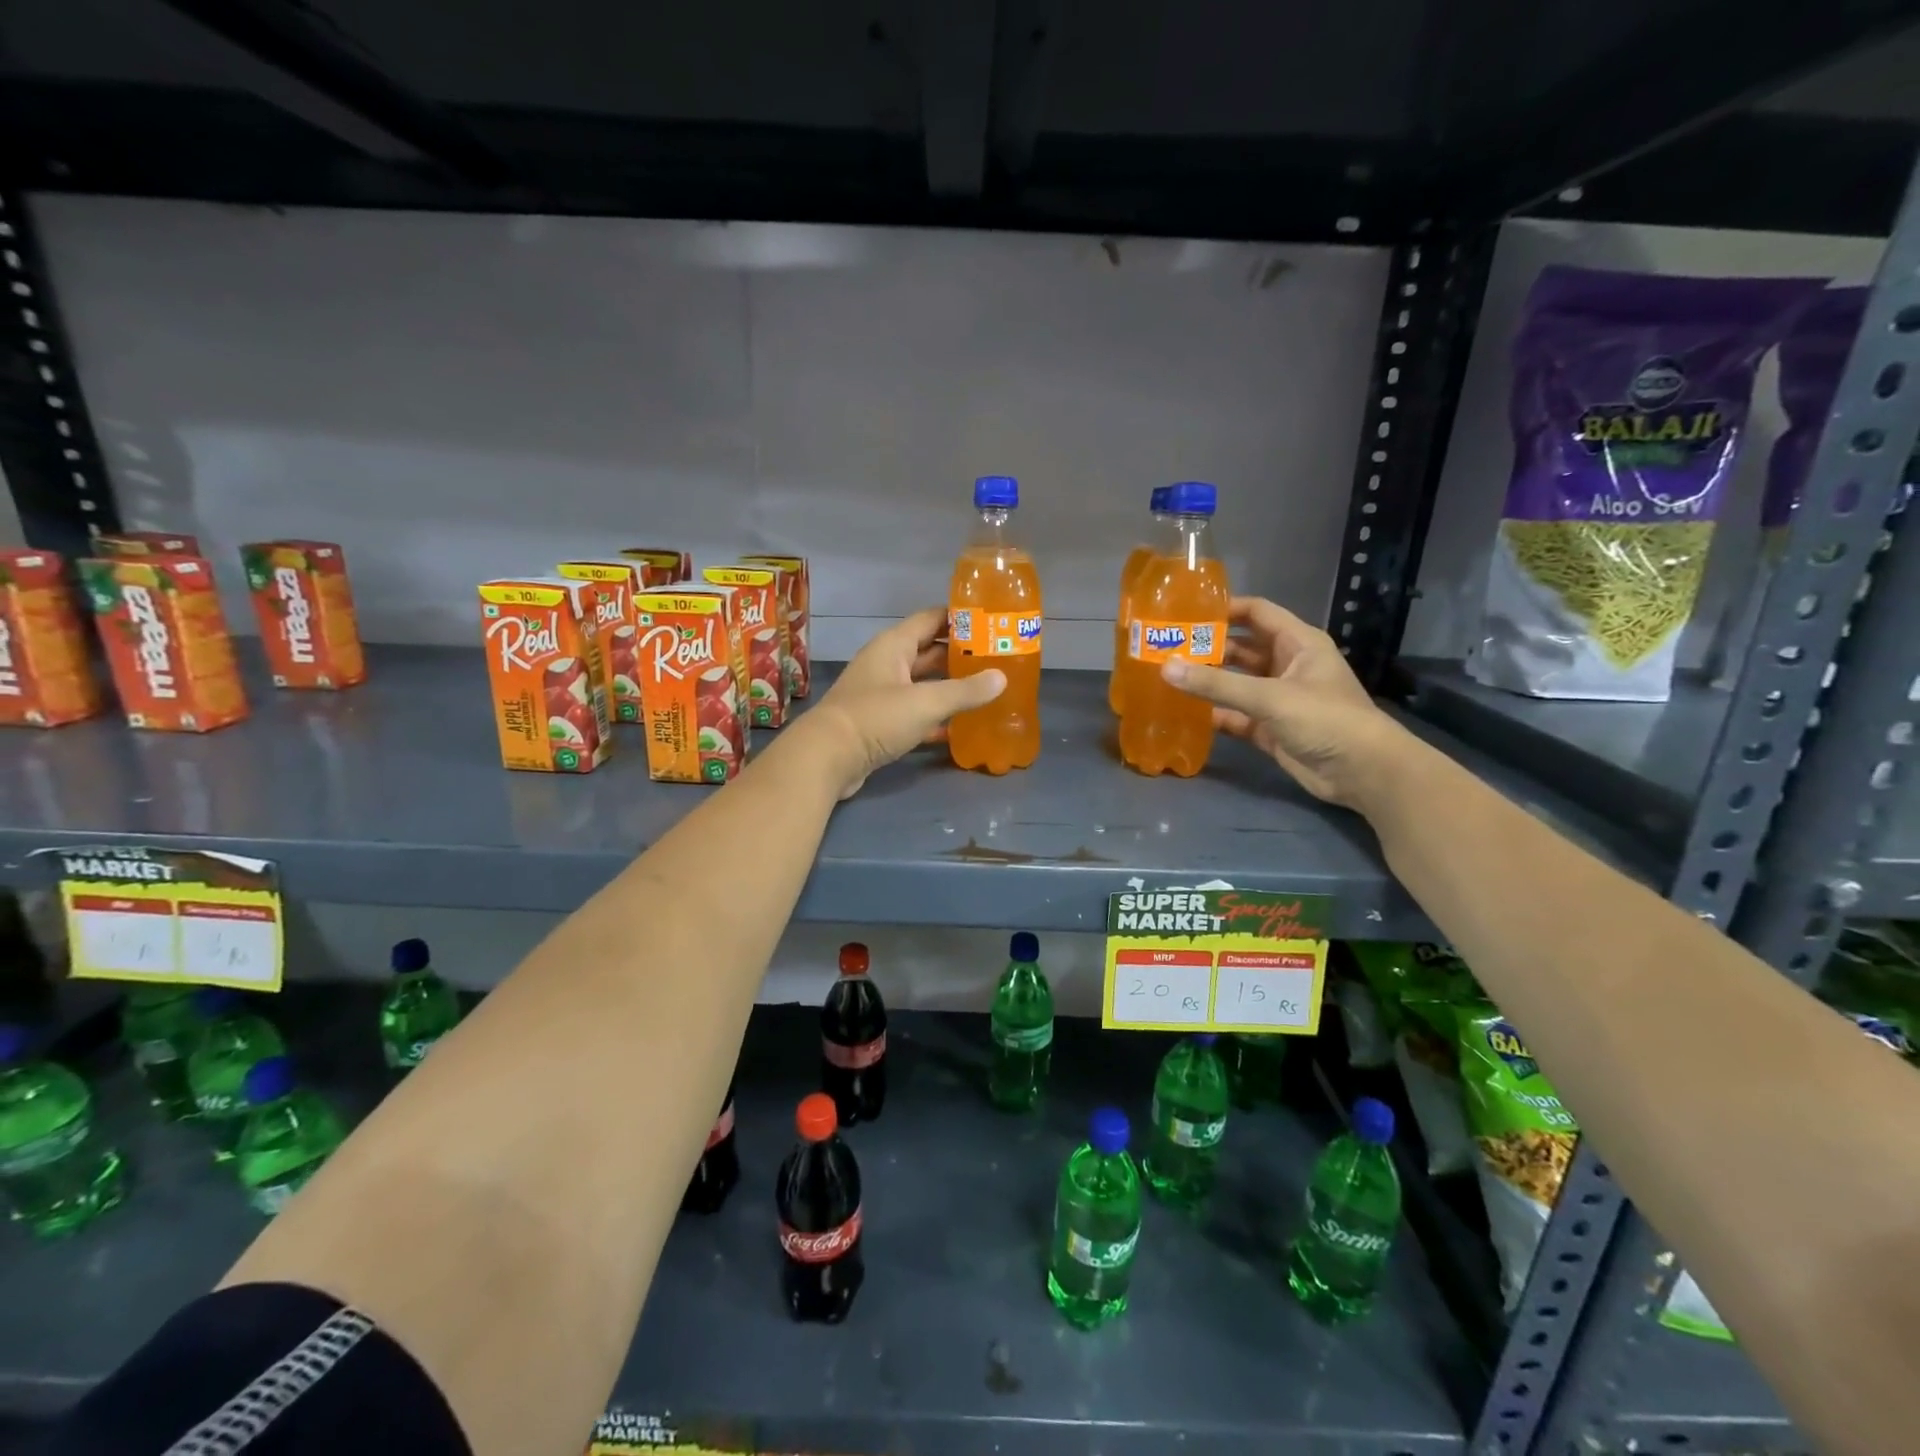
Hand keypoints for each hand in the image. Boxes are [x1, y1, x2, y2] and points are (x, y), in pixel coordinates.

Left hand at [805, 608, 1005, 797]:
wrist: (828, 758)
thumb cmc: (876, 718)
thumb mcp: (925, 702)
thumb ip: (965, 690)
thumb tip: (1001, 678)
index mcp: (894, 646)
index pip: (931, 619)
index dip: (960, 617)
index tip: (992, 620)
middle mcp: (887, 664)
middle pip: (930, 652)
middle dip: (961, 654)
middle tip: (998, 659)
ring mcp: (883, 695)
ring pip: (924, 684)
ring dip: (952, 687)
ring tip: (988, 690)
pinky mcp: (881, 724)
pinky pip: (916, 713)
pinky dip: (937, 718)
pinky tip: (963, 726)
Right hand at [1160, 596, 1407, 810]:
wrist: (1362, 772)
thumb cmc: (1325, 719)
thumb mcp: (1270, 697)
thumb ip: (1217, 683)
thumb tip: (1166, 667)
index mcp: (1297, 643)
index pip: (1257, 613)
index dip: (1224, 609)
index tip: (1185, 612)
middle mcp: (1287, 665)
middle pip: (1241, 648)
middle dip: (1208, 647)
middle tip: (1166, 647)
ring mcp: (1278, 699)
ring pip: (1235, 683)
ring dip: (1207, 681)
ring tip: (1166, 676)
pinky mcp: (1270, 729)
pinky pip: (1235, 715)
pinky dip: (1213, 713)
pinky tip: (1183, 712)